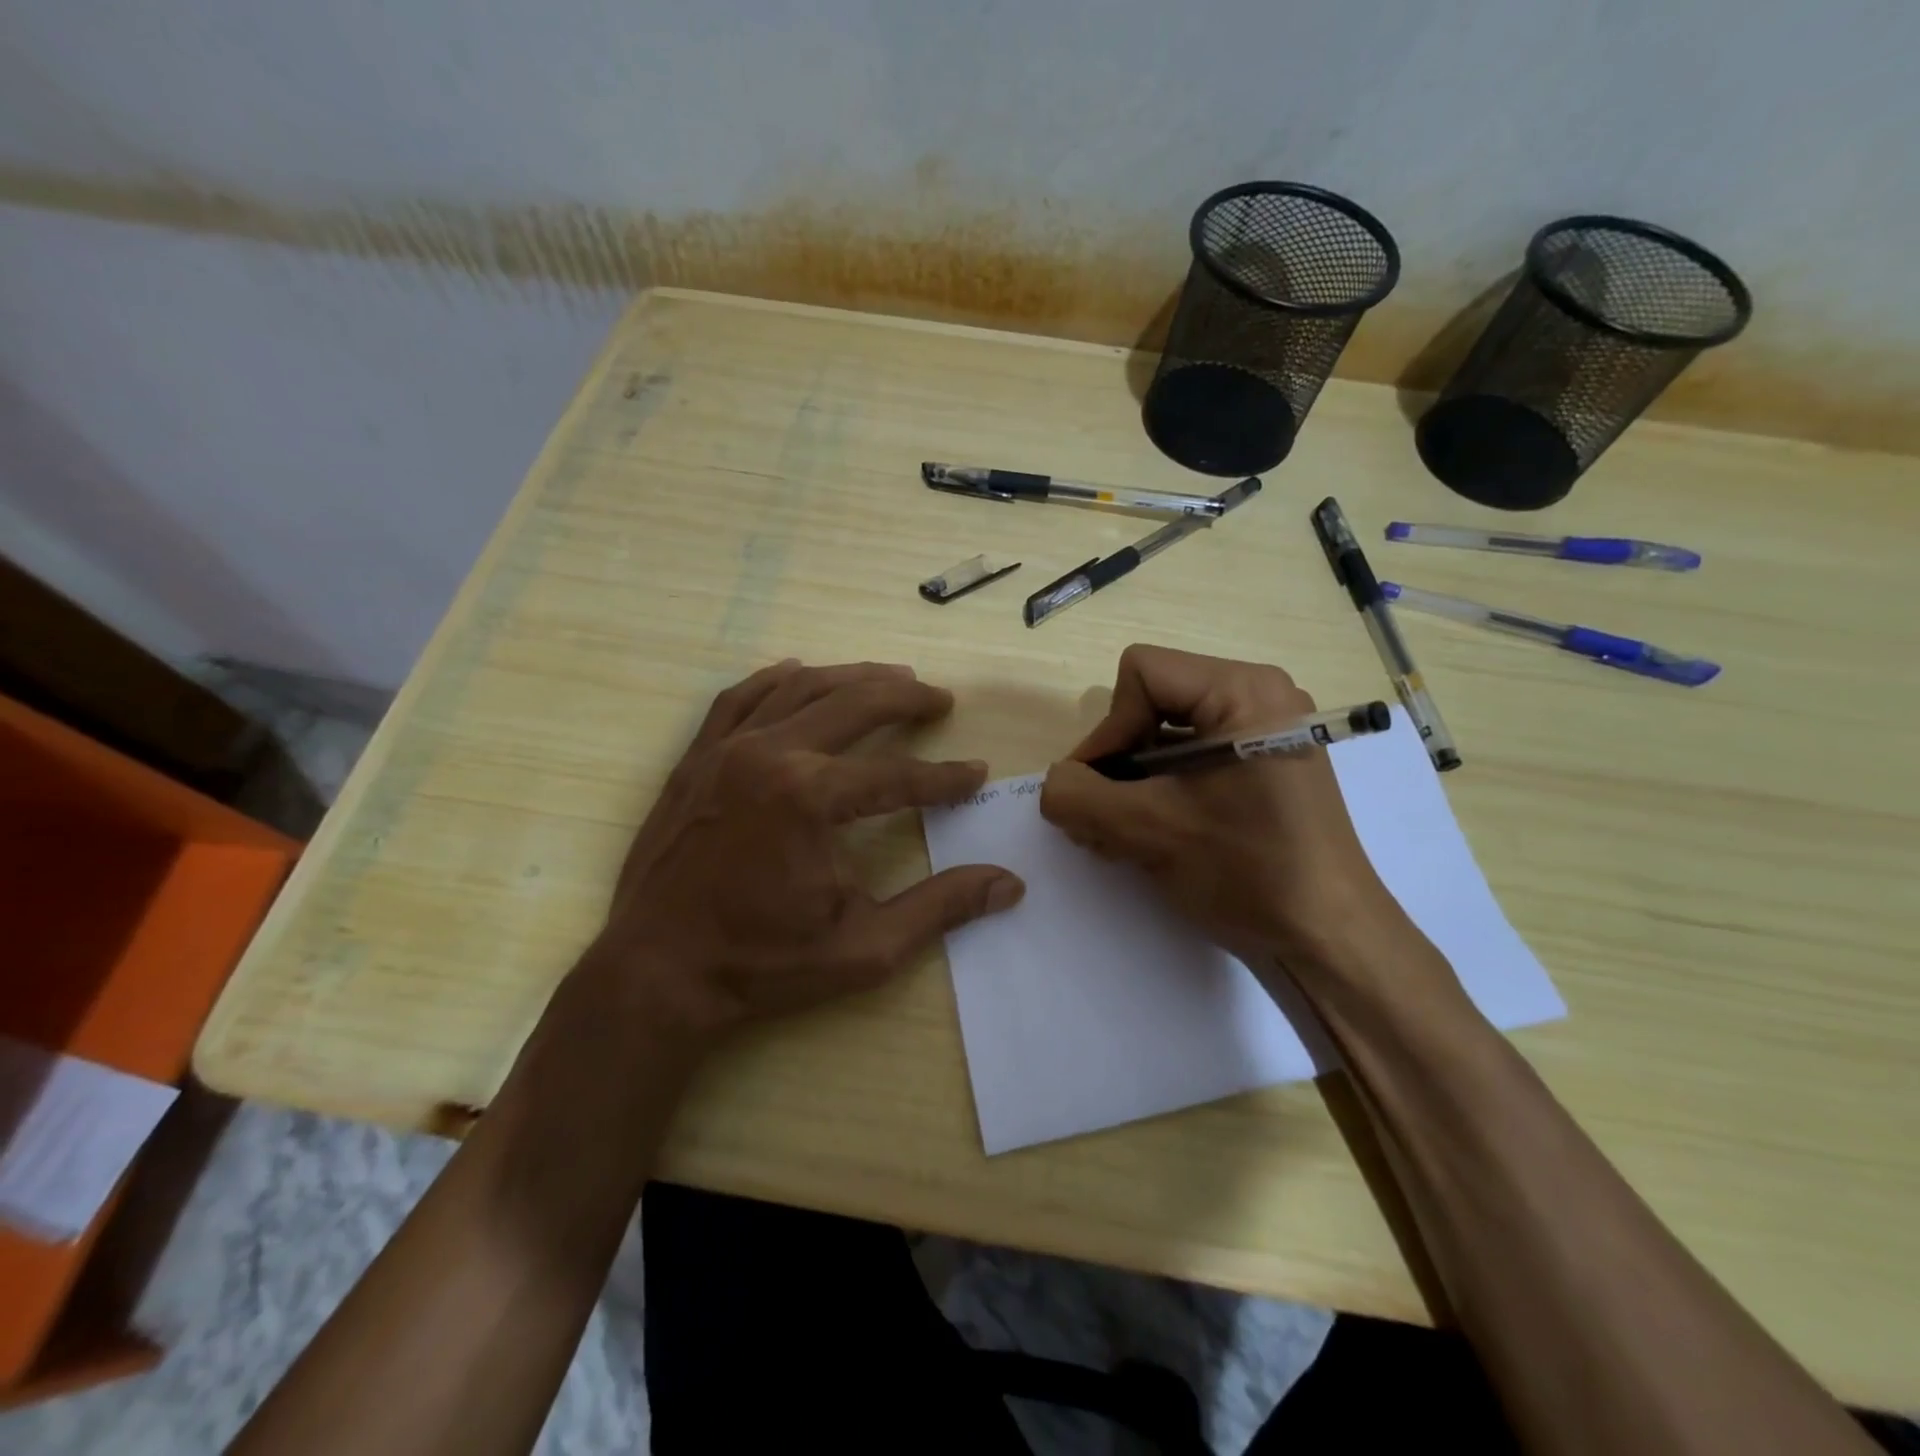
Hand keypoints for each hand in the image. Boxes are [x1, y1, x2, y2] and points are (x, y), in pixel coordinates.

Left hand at [587, 659, 1023, 1041]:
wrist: (656, 973)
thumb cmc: (763, 965)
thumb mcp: (865, 947)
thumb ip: (940, 907)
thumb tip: (1009, 883)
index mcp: (811, 798)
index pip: (898, 775)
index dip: (944, 777)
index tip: (976, 774)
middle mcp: (770, 755)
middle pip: (853, 704)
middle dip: (906, 698)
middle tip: (940, 698)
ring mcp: (726, 750)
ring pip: (800, 687)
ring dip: (852, 678)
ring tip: (890, 677)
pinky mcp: (696, 758)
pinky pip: (740, 697)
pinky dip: (776, 679)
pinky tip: (799, 672)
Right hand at [1041, 645, 1419, 978]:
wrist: (1328, 940)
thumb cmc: (1246, 872)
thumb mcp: (1148, 831)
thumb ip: (1080, 796)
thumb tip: (1054, 783)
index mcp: (1244, 691)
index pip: (1142, 675)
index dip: (1108, 730)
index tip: (1099, 792)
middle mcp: (1260, 696)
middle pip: (1153, 700)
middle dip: (1118, 759)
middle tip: (1102, 817)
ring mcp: (1265, 731)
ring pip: (1168, 731)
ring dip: (1133, 780)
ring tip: (1119, 833)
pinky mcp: (1264, 765)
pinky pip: (1192, 756)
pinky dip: (1160, 788)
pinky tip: (1149, 833)